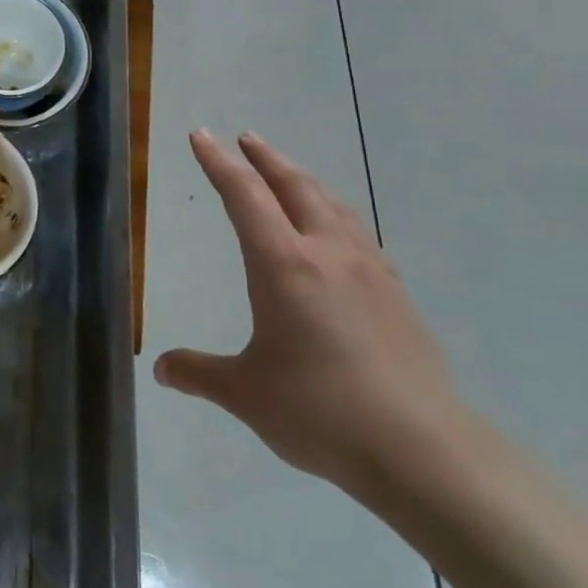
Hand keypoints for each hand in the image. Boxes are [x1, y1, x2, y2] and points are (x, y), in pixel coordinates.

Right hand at [154, 130, 463, 494]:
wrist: (425, 452)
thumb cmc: (321, 412)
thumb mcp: (244, 393)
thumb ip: (199, 372)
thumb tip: (162, 369)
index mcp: (283, 266)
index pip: (244, 198)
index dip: (218, 163)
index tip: (201, 134)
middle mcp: (327, 255)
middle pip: (295, 187)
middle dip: (266, 158)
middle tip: (246, 137)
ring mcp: (370, 273)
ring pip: (333, 206)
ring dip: (304, 181)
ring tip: (288, 172)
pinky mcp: (397, 297)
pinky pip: (359, 235)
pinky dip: (335, 215)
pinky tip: (336, 233)